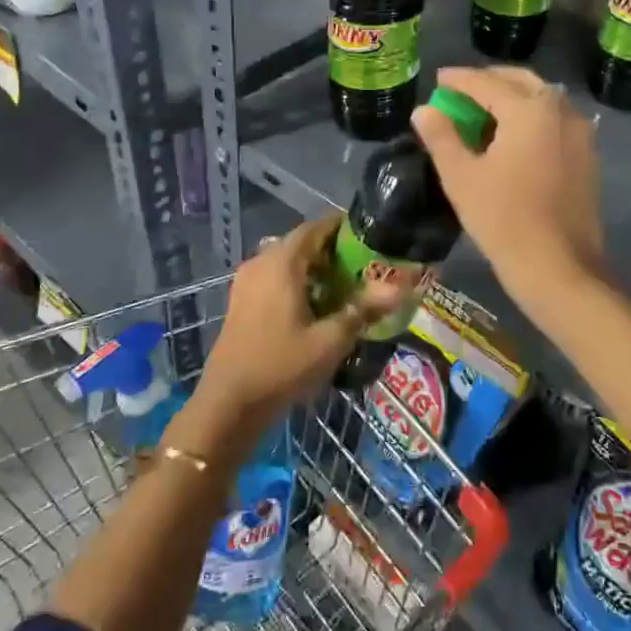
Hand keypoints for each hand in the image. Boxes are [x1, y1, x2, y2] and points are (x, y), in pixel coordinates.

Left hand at [193, 217, 402, 432]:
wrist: (228, 403)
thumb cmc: (282, 366)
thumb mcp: (330, 340)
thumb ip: (364, 309)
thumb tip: (402, 288)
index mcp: (281, 262)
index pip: (315, 227)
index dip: (343, 228)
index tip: (370, 237)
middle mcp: (261, 262)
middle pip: (301, 243)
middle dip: (332, 251)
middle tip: (364, 267)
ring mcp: (247, 282)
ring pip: (287, 262)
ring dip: (314, 269)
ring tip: (345, 287)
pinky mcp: (241, 301)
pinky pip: (274, 278)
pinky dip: (296, 282)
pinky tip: (316, 307)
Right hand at [411, 66, 604, 304]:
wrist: (559, 268)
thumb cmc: (504, 220)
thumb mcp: (461, 177)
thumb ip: (441, 137)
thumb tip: (424, 111)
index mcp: (529, 110)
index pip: (486, 83)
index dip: (458, 79)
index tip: (438, 79)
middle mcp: (561, 110)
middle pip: (521, 81)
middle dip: (489, 81)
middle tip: (461, 92)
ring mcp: (580, 133)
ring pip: (542, 99)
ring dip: (512, 97)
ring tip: (483, 113)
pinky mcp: (588, 156)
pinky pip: (555, 120)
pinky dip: (531, 117)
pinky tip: (512, 137)